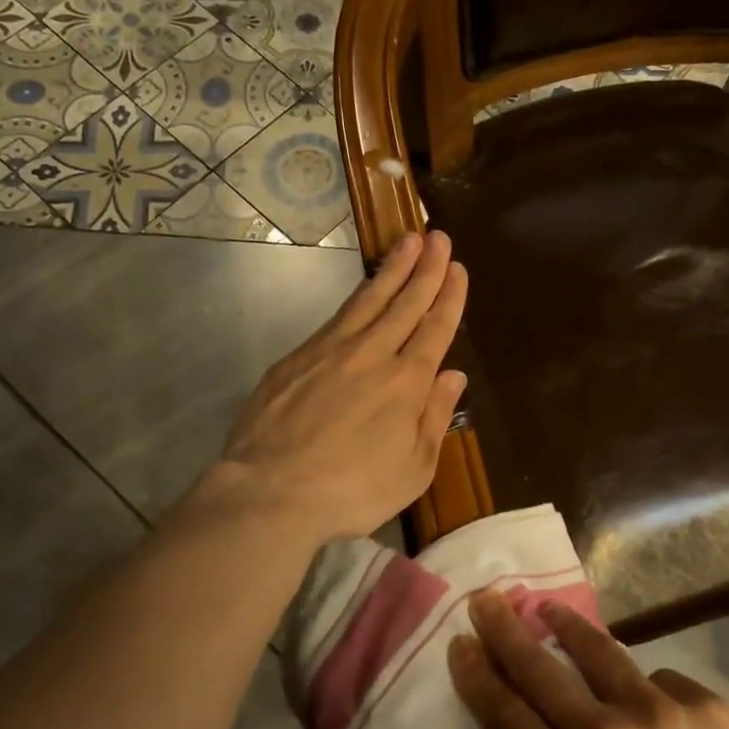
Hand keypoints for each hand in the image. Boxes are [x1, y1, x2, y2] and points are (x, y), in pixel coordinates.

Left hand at [218, 230, 467, 544]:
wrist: (271, 492)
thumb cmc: (352, 490)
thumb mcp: (413, 469)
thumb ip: (435, 417)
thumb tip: (454, 376)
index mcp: (406, 382)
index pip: (435, 328)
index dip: (449, 297)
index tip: (458, 268)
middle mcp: (372, 354)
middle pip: (405, 302)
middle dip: (426, 268)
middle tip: (438, 236)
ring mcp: (330, 351)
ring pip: (369, 299)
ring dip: (392, 269)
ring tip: (408, 242)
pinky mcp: (297, 357)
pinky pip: (336, 317)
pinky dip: (356, 297)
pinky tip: (363, 290)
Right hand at [449, 592, 728, 728]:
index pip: (506, 713)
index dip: (478, 674)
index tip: (461, 643)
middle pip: (540, 668)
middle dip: (506, 630)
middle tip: (487, 599)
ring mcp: (660, 712)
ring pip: (600, 651)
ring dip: (568, 627)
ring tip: (550, 609)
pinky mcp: (704, 705)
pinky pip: (660, 680)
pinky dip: (647, 691)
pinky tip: (654, 710)